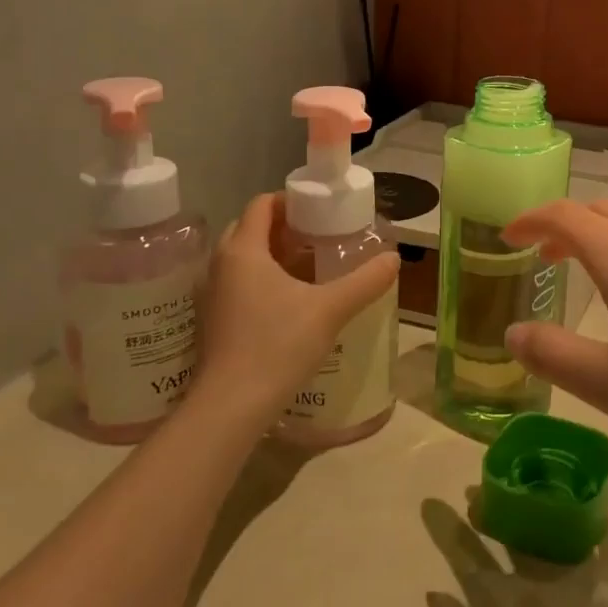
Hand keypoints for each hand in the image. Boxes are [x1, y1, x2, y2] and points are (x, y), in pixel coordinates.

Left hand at [187, 192, 399, 428]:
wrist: (231, 406)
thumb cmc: (277, 345)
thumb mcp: (330, 309)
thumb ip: (365, 281)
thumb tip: (394, 259)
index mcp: (244, 251)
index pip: (262, 204)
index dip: (291, 200)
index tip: (321, 210)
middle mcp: (220, 266)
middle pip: (251, 228)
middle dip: (284, 227)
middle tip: (319, 236)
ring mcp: (213, 295)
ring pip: (244, 258)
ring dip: (274, 254)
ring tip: (311, 266)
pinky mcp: (214, 321)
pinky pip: (240, 283)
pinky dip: (264, 279)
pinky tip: (293, 301)